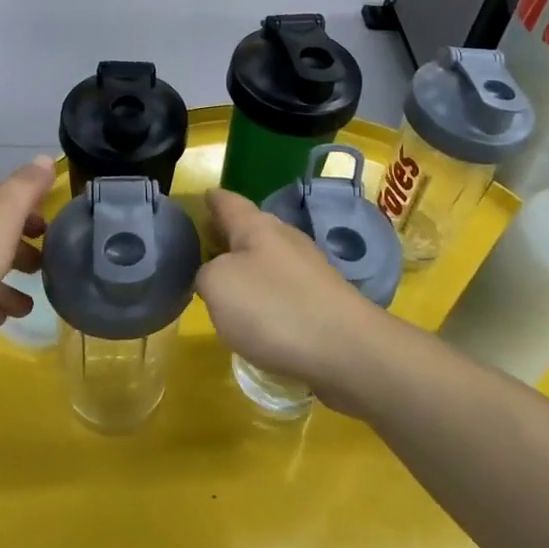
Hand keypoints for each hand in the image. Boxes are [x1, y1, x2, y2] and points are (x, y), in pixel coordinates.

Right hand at [196, 188, 390, 401]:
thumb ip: (205, 274)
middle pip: (249, 229)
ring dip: (247, 266)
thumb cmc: (274, 309)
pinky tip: (257, 315)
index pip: (228, 202)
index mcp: (257, 227)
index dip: (211, 199)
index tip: (200, 197)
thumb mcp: (218, 286)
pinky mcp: (322, 301)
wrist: (348, 350)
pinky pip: (284, 289)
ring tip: (224, 282)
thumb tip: (212, 275)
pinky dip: (266, 294)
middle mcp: (285, 239)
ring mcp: (308, 270)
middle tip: (201, 244)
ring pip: (267, 259)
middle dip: (226, 235)